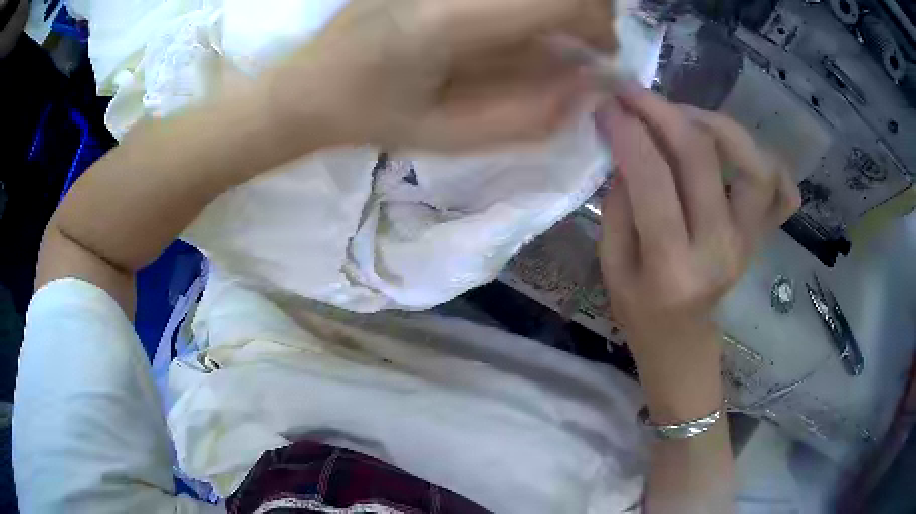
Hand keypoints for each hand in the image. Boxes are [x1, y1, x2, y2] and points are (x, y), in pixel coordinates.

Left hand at [262, 0, 614, 151]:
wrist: (309, 85)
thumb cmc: (372, 117)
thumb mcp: (450, 136)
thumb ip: (528, 117)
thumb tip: (589, 86)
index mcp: (447, 20)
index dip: (596, 24)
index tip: (601, 54)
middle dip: (586, 8)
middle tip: (584, 42)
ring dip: (556, 5)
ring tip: (551, 34)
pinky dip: (525, 6)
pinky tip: (508, 29)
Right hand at [596, 87, 799, 367]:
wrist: (682, 341)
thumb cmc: (639, 311)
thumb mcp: (611, 265)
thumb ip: (620, 203)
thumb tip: (628, 145)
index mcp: (673, 267)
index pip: (654, 180)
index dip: (629, 131)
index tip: (607, 105)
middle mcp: (721, 249)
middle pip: (702, 157)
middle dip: (663, 112)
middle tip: (635, 95)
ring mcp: (749, 241)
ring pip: (754, 164)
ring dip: (718, 125)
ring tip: (686, 117)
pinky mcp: (762, 236)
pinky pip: (783, 193)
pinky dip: (770, 162)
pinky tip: (742, 151)